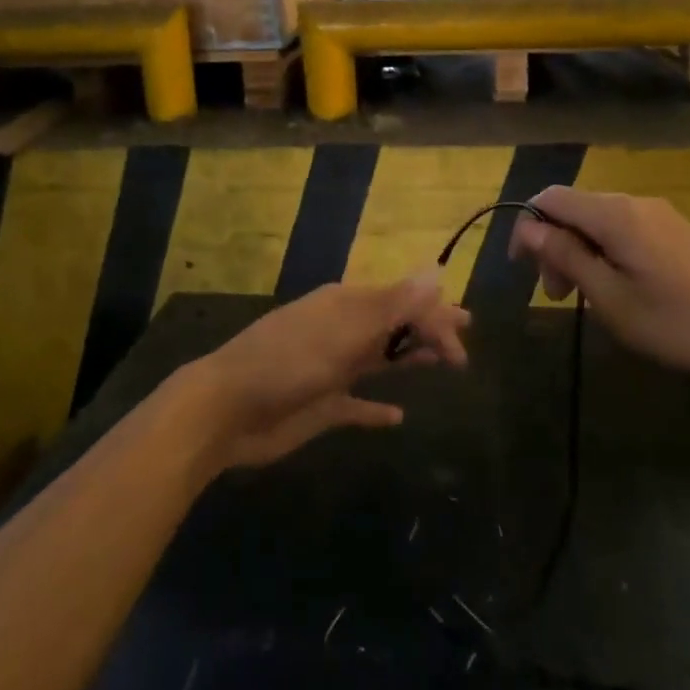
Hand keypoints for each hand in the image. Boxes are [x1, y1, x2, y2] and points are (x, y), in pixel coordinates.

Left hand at [182, 274, 470, 469]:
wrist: (225, 410)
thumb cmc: (286, 362)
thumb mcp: (342, 332)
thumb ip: (392, 306)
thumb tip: (436, 273)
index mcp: (344, 306)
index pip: (401, 302)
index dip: (434, 317)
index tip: (462, 342)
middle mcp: (340, 331)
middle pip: (394, 327)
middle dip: (428, 329)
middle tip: (464, 340)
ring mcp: (330, 369)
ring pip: (380, 359)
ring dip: (410, 359)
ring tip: (444, 364)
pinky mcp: (321, 406)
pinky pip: (357, 405)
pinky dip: (377, 410)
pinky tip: (397, 417)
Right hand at [507, 186, 689, 385]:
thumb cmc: (675, 322)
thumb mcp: (610, 297)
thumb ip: (566, 256)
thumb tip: (529, 227)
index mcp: (614, 214)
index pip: (551, 197)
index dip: (527, 225)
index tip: (521, 267)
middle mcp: (634, 203)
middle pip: (574, 209)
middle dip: (554, 245)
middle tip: (557, 296)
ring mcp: (658, 215)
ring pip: (598, 222)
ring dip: (578, 253)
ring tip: (584, 298)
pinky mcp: (675, 231)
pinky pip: (623, 230)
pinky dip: (604, 253)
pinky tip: (616, 288)